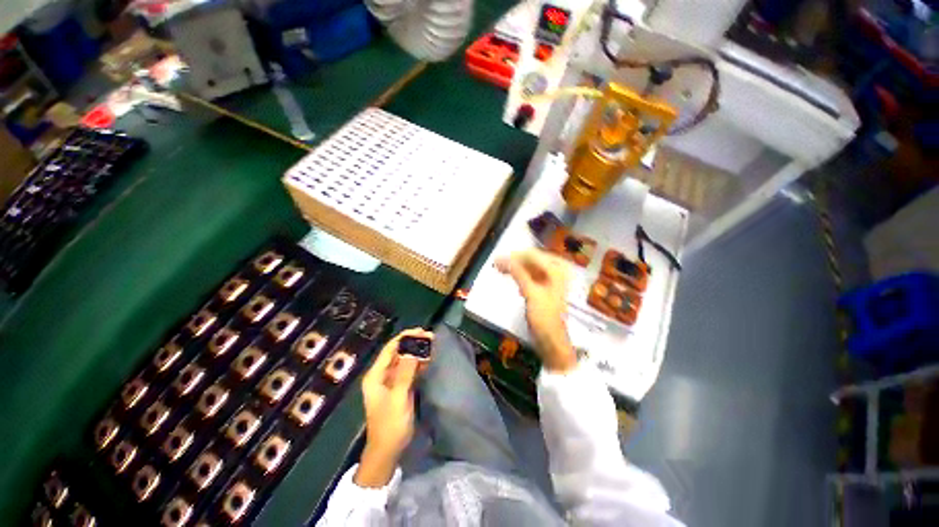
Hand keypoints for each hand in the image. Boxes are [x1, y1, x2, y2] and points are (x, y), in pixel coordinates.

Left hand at [354, 328, 432, 487]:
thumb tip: (414, 350)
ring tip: (432, 345)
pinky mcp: (399, 388)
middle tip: (431, 338)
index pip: (390, 349)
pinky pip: (409, 370)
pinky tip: (428, 359)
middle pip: (398, 353)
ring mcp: (390, 382)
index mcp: (376, 375)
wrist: (387, 451)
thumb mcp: (398, 398)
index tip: (421, 331)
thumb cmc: (390, 425)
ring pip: (405, 360)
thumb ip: (405, 373)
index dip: (405, 337)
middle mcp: (381, 375)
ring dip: (417, 353)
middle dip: (413, 344)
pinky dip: (418, 364)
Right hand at [496, 249, 576, 372]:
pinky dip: (520, 275)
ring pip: (530, 267)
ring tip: (500, 269)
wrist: (553, 340)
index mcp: (557, 270)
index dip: (514, 256)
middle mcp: (556, 271)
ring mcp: (551, 280)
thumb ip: (518, 273)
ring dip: (516, 267)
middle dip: (515, 261)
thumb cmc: (544, 317)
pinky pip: (531, 275)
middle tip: (497, 264)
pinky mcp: (545, 288)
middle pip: (532, 259)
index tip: (497, 259)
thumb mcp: (531, 293)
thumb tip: (503, 258)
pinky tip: (512, 278)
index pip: (533, 255)